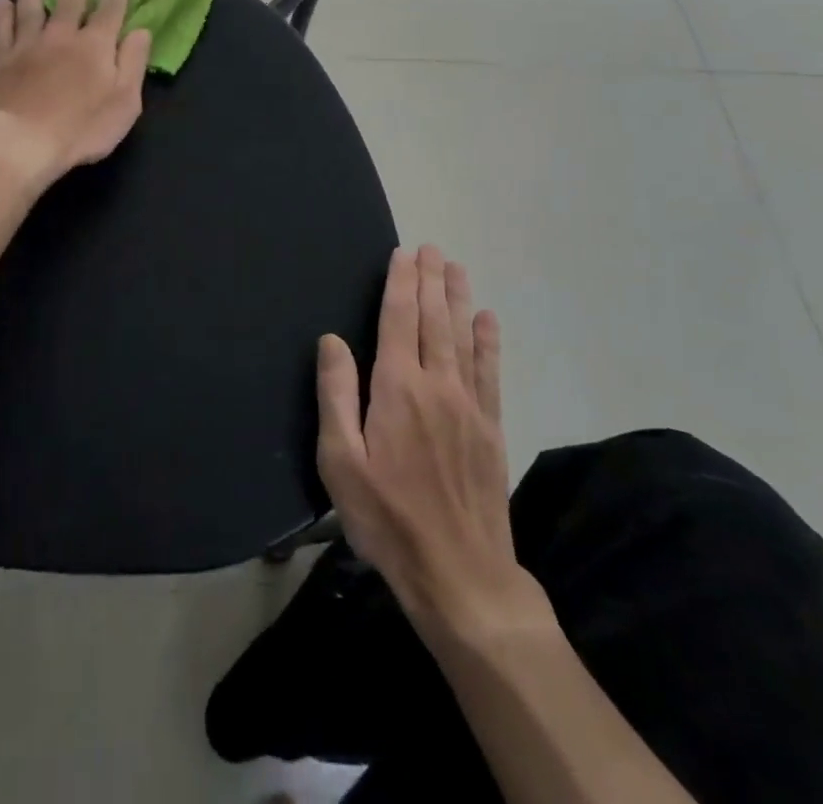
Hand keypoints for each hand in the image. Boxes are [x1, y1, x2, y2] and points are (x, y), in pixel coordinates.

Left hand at [0, 0, 152, 187]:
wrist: (24, 142)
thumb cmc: (83, 128)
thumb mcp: (124, 101)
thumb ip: (133, 62)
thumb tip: (141, 30)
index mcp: (96, 46)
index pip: (110, 9)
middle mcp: (62, 36)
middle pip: (70, 0)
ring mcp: (28, 45)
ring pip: (31, 7)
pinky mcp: (1, 60)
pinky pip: (1, 29)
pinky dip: (1, 14)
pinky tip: (1, 2)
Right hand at [316, 246, 552, 646]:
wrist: (460, 575)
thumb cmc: (387, 518)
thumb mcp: (341, 463)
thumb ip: (336, 395)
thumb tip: (332, 340)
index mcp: (397, 389)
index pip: (399, 320)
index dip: (401, 283)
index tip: (404, 252)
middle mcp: (437, 385)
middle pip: (434, 320)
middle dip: (431, 280)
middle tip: (432, 247)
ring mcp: (469, 406)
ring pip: (463, 337)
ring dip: (458, 299)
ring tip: (456, 267)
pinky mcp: (490, 428)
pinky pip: (490, 372)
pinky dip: (488, 342)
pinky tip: (488, 320)